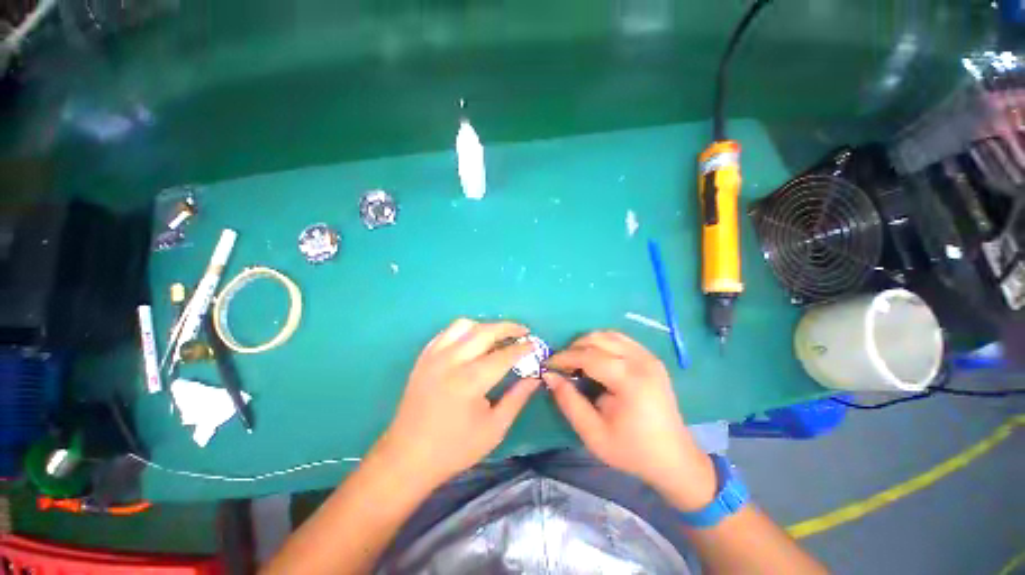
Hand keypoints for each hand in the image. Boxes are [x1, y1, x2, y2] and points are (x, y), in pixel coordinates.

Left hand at [373, 318, 540, 488]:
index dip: (523, 348)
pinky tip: (471, 341)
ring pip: (463, 325)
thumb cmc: (454, 448)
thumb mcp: (494, 428)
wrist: (407, 457)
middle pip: (485, 331)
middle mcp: (451, 361)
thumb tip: (535, 377)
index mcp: (470, 380)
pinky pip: (446, 333)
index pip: (504, 354)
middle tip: (523, 331)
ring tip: (497, 336)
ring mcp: (434, 356)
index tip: (535, 345)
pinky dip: (463, 331)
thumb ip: (517, 398)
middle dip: (508, 327)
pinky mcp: (423, 358)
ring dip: (484, 326)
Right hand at [544, 331, 716, 510]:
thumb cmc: (631, 450)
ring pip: (608, 335)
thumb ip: (569, 401)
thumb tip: (549, 375)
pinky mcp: (651, 358)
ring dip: (588, 343)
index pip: (588, 356)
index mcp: (629, 380)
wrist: (673, 459)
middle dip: (574, 348)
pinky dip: (603, 344)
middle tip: (562, 366)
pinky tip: (596, 360)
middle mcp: (640, 361)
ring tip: (577, 362)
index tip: (548, 365)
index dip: (564, 357)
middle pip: (598, 339)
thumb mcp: (593, 434)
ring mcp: (648, 357)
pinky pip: (620, 339)